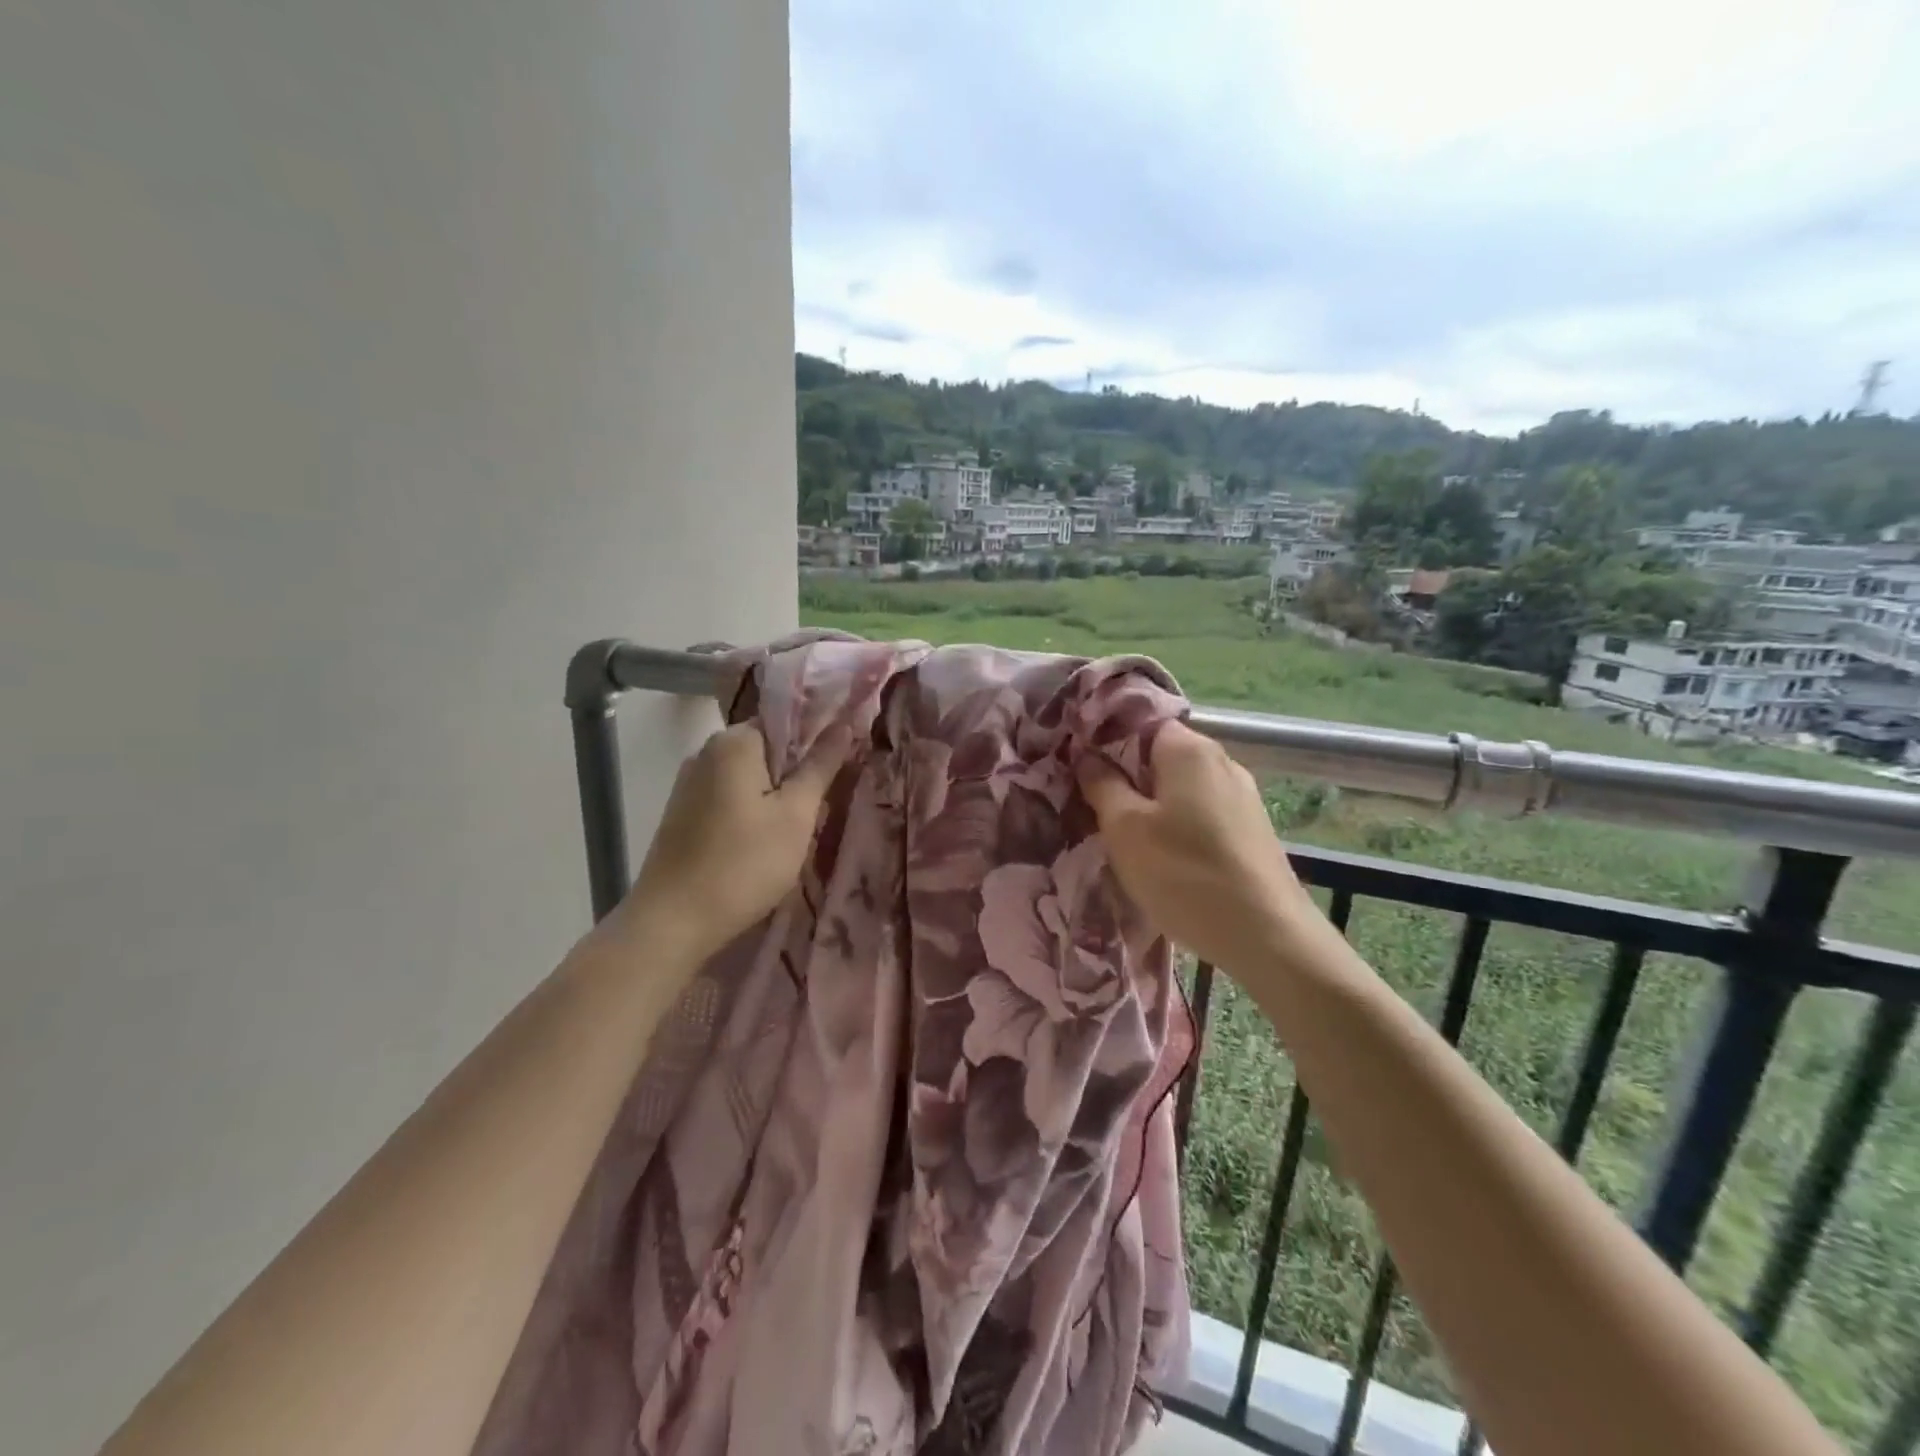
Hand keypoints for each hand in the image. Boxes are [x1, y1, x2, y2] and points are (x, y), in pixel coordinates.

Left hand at [613, 722, 852, 964]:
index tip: (840, 768)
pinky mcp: (682, 812)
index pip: (787, 720)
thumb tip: (843, 725)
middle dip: (796, 772)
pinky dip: (751, 810)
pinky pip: (728, 796)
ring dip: (775, 795)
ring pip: (748, 776)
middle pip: (767, 748)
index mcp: (734, 741)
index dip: (818, 739)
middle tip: (822, 805)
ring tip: (796, 829)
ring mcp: (689, 783)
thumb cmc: (744, 864)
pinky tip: (762, 842)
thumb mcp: (796, 815)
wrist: (672, 922)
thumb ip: (820, 766)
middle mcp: (706, 751)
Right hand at [1076, 720, 1312, 972]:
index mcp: (1189, 749)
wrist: (1267, 937)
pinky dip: (1177, 823)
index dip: (1105, 740)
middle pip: (1160, 754)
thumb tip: (1087, 755)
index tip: (1078, 766)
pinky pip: (1201, 811)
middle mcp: (1221, 760)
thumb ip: (1102, 784)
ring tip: (1124, 835)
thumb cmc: (1185, 874)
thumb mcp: (1125, 829)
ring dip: (1151, 804)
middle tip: (1092, 805)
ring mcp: (1242, 795)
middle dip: (1126, 775)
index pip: (1139, 723)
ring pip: (1181, 786)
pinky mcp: (1251, 828)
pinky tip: (1164, 855)